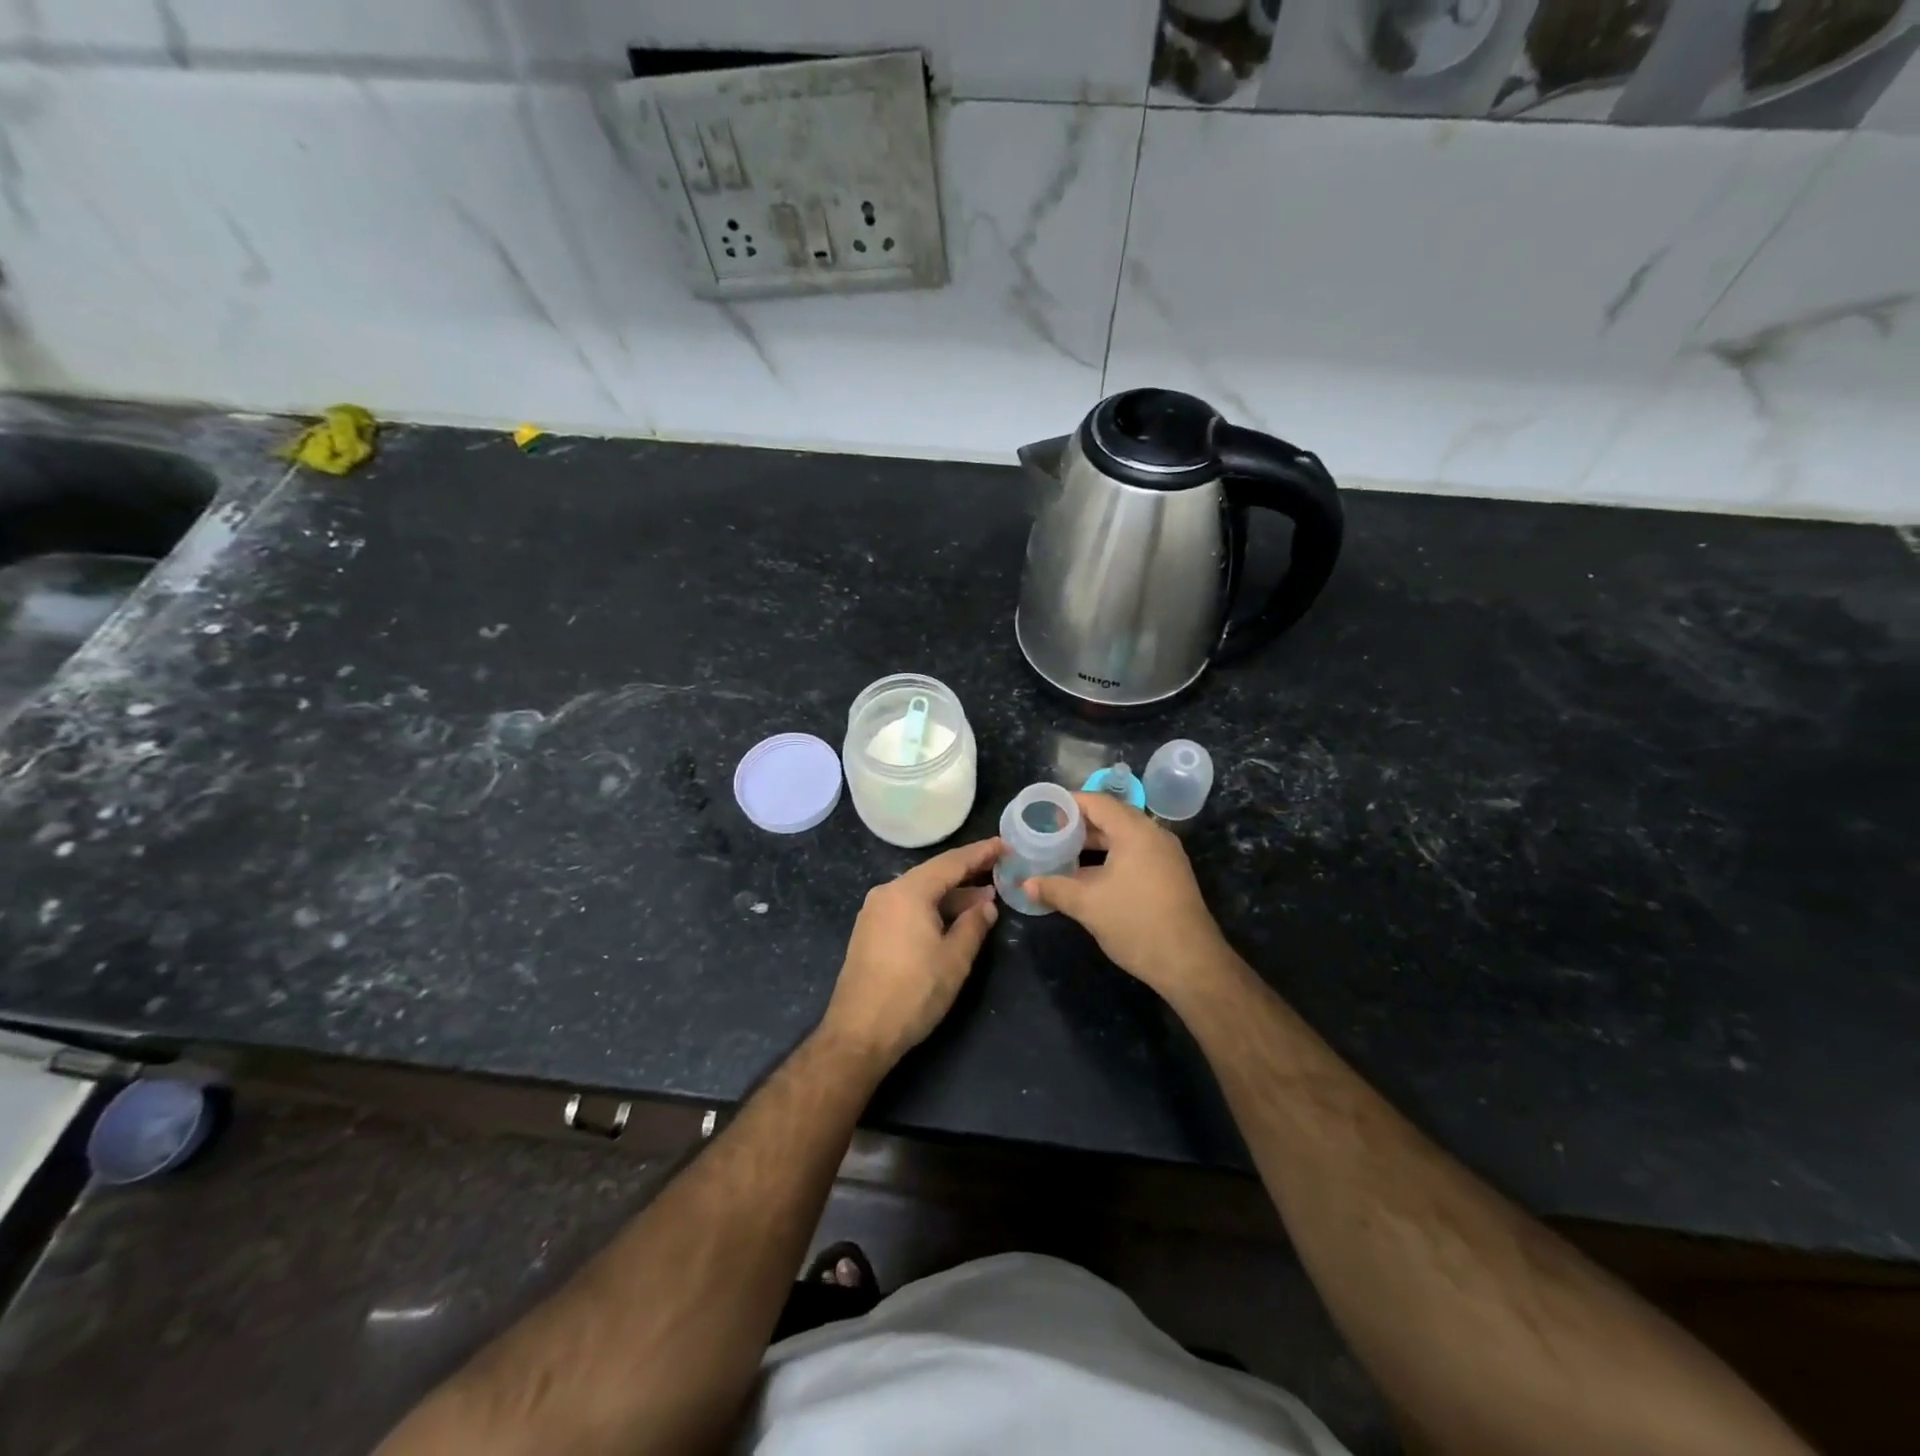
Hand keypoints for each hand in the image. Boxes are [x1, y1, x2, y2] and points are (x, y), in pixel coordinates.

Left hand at [819, 837, 1000, 1069]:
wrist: (859, 1033)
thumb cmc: (913, 992)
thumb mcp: (954, 959)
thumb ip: (974, 925)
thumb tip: (986, 904)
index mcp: (908, 892)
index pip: (951, 863)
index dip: (980, 853)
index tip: (1004, 845)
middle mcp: (887, 893)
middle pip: (933, 875)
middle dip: (967, 874)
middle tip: (999, 870)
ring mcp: (874, 912)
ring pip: (920, 893)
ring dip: (951, 895)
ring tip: (984, 899)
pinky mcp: (870, 932)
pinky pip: (907, 908)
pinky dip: (932, 908)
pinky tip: (952, 919)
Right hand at [1025, 793, 1229, 999]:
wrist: (1190, 963)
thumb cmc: (1136, 923)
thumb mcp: (1088, 905)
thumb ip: (1054, 889)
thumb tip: (1025, 885)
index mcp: (1135, 831)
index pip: (1097, 802)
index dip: (1068, 803)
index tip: (1043, 811)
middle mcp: (1153, 835)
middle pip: (1111, 817)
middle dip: (1078, 824)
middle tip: (1048, 832)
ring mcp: (1165, 855)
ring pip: (1123, 837)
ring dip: (1093, 843)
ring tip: (1062, 853)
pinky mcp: (1169, 875)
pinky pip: (1134, 853)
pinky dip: (1110, 857)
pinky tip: (1088, 875)